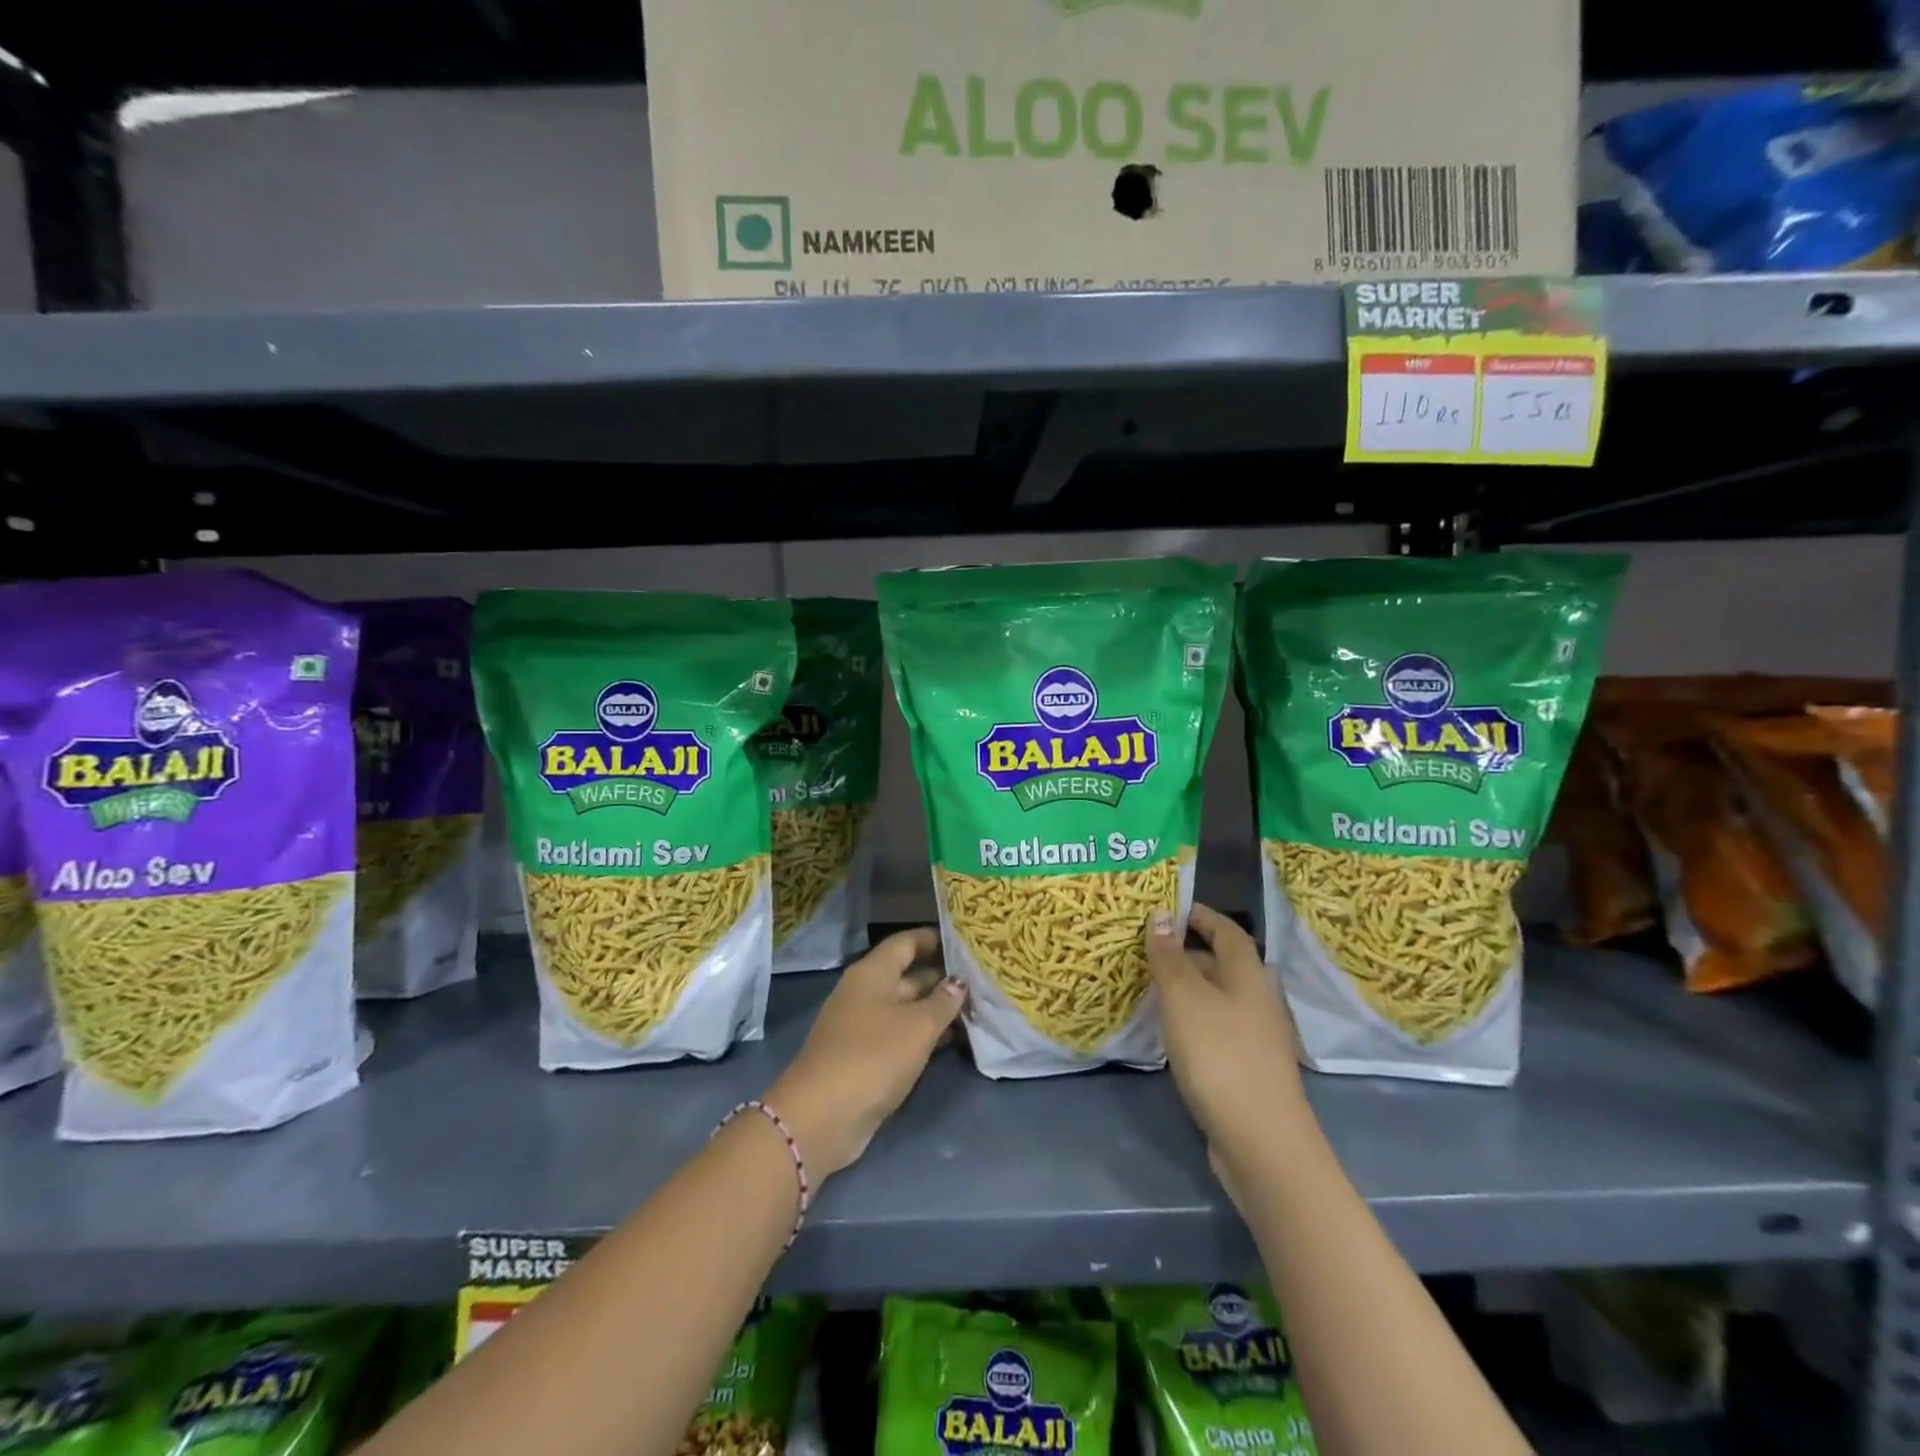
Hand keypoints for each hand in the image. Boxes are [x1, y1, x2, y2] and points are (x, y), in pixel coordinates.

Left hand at [765, 928, 965, 1180]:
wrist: (822, 1116)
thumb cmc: (873, 1056)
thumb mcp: (917, 1026)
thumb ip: (943, 1002)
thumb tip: (958, 982)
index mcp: (872, 973)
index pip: (906, 942)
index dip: (933, 938)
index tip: (964, 939)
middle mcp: (865, 992)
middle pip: (907, 976)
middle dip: (941, 978)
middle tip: (980, 980)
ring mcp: (862, 1026)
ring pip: (905, 1008)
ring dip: (935, 1010)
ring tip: (975, 1011)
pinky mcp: (864, 1057)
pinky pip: (899, 1035)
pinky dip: (923, 1035)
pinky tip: (951, 1041)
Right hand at [1145, 904, 1307, 1192]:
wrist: (1262, 1142)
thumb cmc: (1220, 1056)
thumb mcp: (1184, 999)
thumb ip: (1170, 957)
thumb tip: (1161, 914)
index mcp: (1249, 975)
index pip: (1228, 930)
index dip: (1202, 916)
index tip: (1172, 909)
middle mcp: (1259, 1000)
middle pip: (1224, 964)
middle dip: (1188, 952)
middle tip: (1148, 949)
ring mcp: (1258, 1037)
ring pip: (1220, 998)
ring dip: (1189, 988)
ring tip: (1151, 987)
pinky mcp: (1250, 1068)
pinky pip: (1219, 1027)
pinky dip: (1195, 1019)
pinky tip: (1172, 1032)